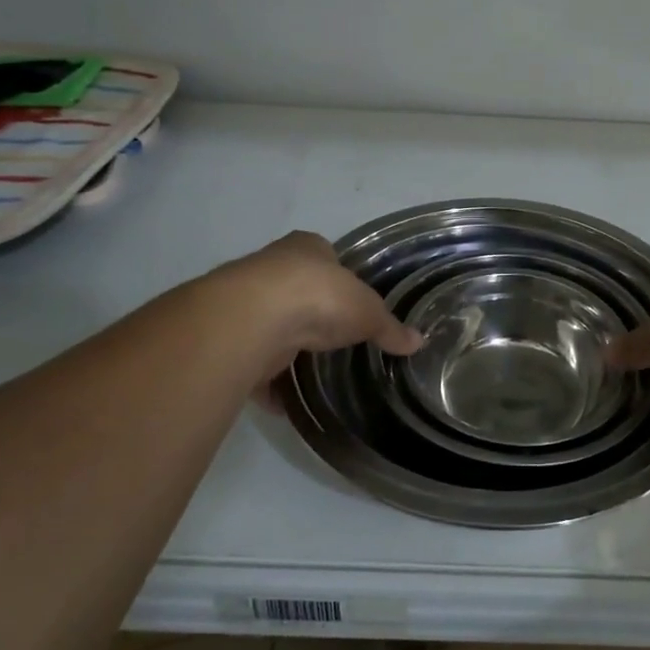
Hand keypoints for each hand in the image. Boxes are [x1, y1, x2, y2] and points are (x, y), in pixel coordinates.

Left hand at [212, 232, 422, 413]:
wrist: (253, 320)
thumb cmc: (319, 298)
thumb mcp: (368, 312)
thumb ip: (389, 327)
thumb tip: (418, 341)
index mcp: (306, 248)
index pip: (324, 256)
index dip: (338, 277)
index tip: (350, 302)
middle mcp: (272, 268)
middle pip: (295, 290)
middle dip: (311, 313)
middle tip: (333, 339)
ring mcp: (247, 302)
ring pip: (270, 325)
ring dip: (286, 347)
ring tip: (311, 370)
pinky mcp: (231, 338)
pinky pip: (253, 363)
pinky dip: (267, 382)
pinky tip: (284, 401)